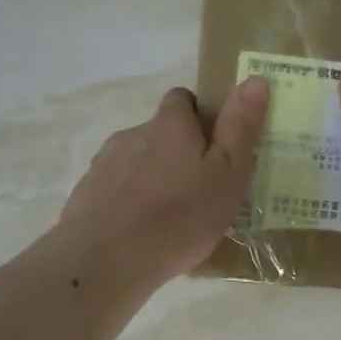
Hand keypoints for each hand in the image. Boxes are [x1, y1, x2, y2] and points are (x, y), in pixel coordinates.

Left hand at [58, 79, 269, 286]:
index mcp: (169, 125)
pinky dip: (129, 204)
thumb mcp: (226, 176)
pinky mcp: (86, 195)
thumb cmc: (178, 217)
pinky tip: (141, 235)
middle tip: (199, 190)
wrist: (105, 261)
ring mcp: (104, 164)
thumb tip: (255, 78)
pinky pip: (115, 191)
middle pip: (159, 134)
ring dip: (152, 179)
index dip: (199, 116)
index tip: (215, 146)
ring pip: (136, 163)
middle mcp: (133, 134)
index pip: (182, 99)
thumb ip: (240, 128)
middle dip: (177, 153)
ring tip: (170, 219)